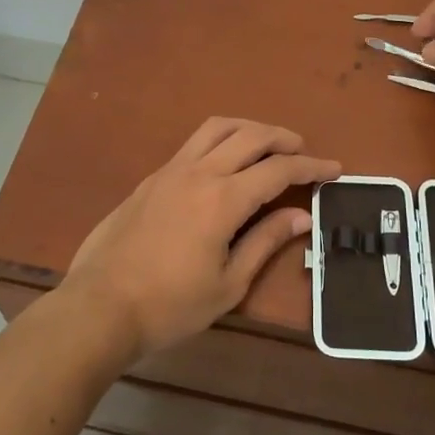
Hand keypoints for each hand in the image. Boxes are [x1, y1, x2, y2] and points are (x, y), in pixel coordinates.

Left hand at [65, 118, 339, 359]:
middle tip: (304, 151)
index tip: (334, 169)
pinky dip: (220, 139)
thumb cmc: (170, 305)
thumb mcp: (228, 284)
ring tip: (267, 144)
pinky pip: (194, 143)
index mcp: (223, 199)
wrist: (100, 306)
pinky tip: (225, 161)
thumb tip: (301, 216)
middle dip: (283, 138)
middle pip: (250, 136)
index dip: (311, 166)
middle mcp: (199, 172)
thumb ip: (265, 242)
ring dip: (249, 128)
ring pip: (217, 128)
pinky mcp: (151, 178)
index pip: (278, 170)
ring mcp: (170, 170)